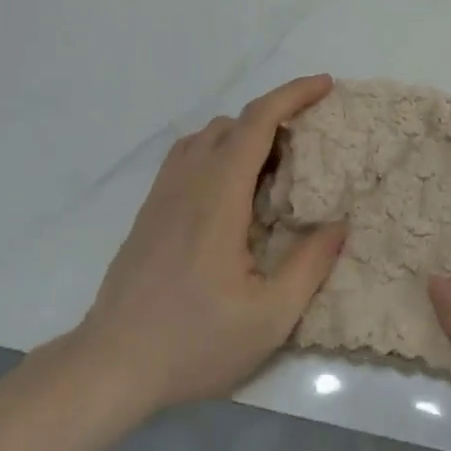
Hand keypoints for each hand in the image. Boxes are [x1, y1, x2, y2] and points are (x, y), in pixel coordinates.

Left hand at [67, 74, 346, 417]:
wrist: (111, 366)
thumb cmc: (193, 342)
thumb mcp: (267, 318)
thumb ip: (309, 266)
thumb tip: (339, 224)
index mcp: (219, 195)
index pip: (258, 121)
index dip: (294, 94)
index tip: (325, 85)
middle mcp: (190, 180)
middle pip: (235, 122)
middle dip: (276, 119)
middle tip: (307, 152)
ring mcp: (164, 192)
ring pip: (208, 135)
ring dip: (245, 136)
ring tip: (271, 172)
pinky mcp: (150, 208)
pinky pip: (188, 155)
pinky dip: (219, 151)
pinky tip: (231, 193)